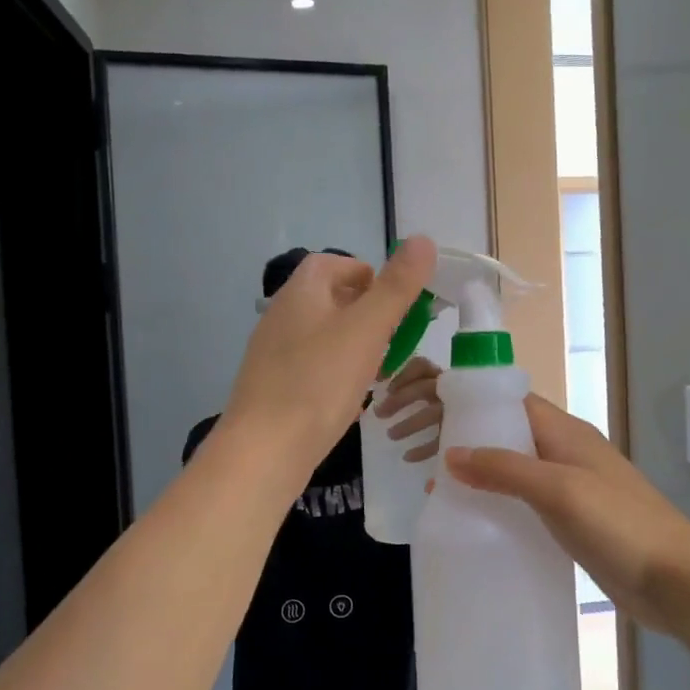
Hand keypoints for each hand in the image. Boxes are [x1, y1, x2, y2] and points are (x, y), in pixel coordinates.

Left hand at [222, 237, 437, 483]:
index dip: (368, 274)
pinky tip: (350, 397)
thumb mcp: (367, 328)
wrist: (265, 450)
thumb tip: (424, 239)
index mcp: (301, 292)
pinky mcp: (273, 386)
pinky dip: (335, 372)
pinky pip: (312, 366)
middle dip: (366, 312)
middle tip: (393, 337)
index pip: (334, 263)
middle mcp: (281, 315)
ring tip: (378, 369)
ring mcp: (273, 353)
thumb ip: (397, 286)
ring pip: (322, 335)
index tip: (394, 301)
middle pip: (329, 299)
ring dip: (353, 344)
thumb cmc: (319, 382)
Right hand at [444, 395, 689, 634]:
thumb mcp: (559, 490)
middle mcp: (565, 452)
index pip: (511, 401)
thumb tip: (450, 453)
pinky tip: (473, 519)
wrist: (675, 580)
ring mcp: (570, 486)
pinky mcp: (571, 519)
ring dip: (478, 473)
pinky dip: (497, 502)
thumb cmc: (619, 524)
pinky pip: (525, 500)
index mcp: (565, 432)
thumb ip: (505, 469)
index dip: (471, 402)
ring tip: (435, 487)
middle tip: (419, 455)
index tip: (429, 413)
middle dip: (467, 439)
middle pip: (508, 433)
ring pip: (514, 468)